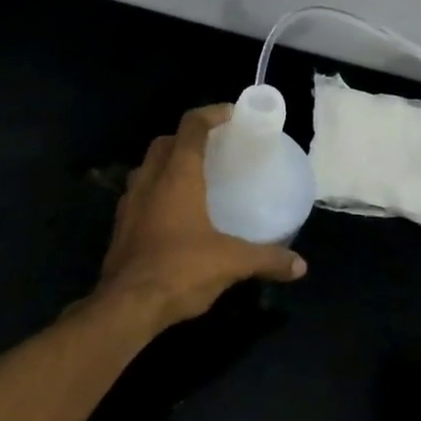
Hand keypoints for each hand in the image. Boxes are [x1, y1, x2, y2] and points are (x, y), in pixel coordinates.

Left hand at [96, 104, 307, 329]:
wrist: (126, 306)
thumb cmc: (180, 270)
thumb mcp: (231, 262)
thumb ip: (267, 258)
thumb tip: (300, 265)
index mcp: (177, 176)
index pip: (191, 127)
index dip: (211, 114)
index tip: (231, 115)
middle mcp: (149, 181)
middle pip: (165, 142)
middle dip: (188, 137)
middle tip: (214, 148)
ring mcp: (130, 203)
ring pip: (147, 168)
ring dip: (167, 164)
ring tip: (194, 178)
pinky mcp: (120, 227)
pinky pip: (139, 195)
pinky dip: (156, 192)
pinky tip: (174, 214)